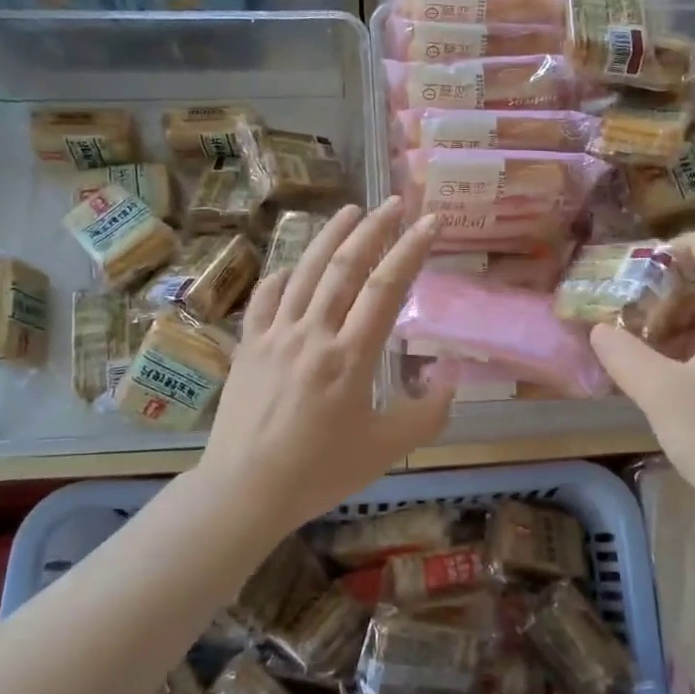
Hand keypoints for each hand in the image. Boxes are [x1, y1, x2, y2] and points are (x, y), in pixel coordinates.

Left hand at [197, 198, 454, 534]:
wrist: (244, 490)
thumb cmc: (319, 472)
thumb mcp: (385, 451)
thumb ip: (425, 416)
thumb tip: (449, 382)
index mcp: (350, 357)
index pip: (386, 288)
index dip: (411, 250)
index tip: (430, 221)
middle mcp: (313, 334)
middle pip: (345, 267)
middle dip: (373, 229)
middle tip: (394, 203)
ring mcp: (275, 336)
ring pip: (304, 272)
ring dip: (329, 237)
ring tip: (349, 210)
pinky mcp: (248, 346)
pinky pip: (265, 298)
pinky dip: (282, 275)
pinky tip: (292, 266)